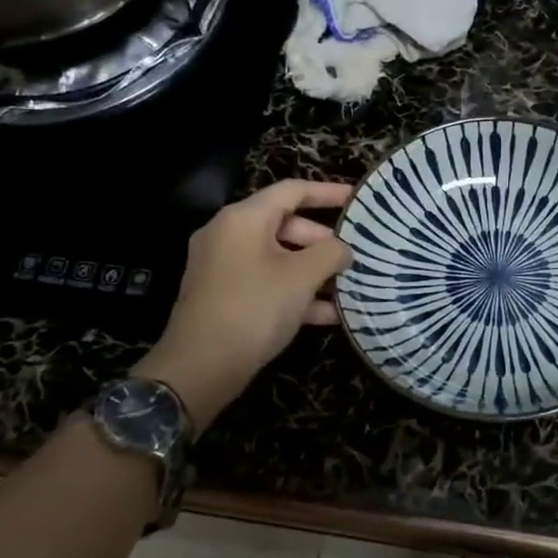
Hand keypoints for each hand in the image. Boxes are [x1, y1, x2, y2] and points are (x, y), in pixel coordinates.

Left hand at [135, 180, 353, 430]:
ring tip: (347, 285)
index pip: (292, 191)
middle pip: (285, 225)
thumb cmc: (254, 308)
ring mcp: (222, 266)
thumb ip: (330, 253)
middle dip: (322, 241)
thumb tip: (344, 248)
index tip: (357, 198)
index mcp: (243, 218)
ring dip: (313, 271)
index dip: (328, 192)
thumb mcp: (301, 277)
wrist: (201, 366)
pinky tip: (328, 314)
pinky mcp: (222, 296)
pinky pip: (265, 282)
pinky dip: (294, 292)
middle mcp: (228, 234)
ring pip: (277, 258)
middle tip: (353, 255)